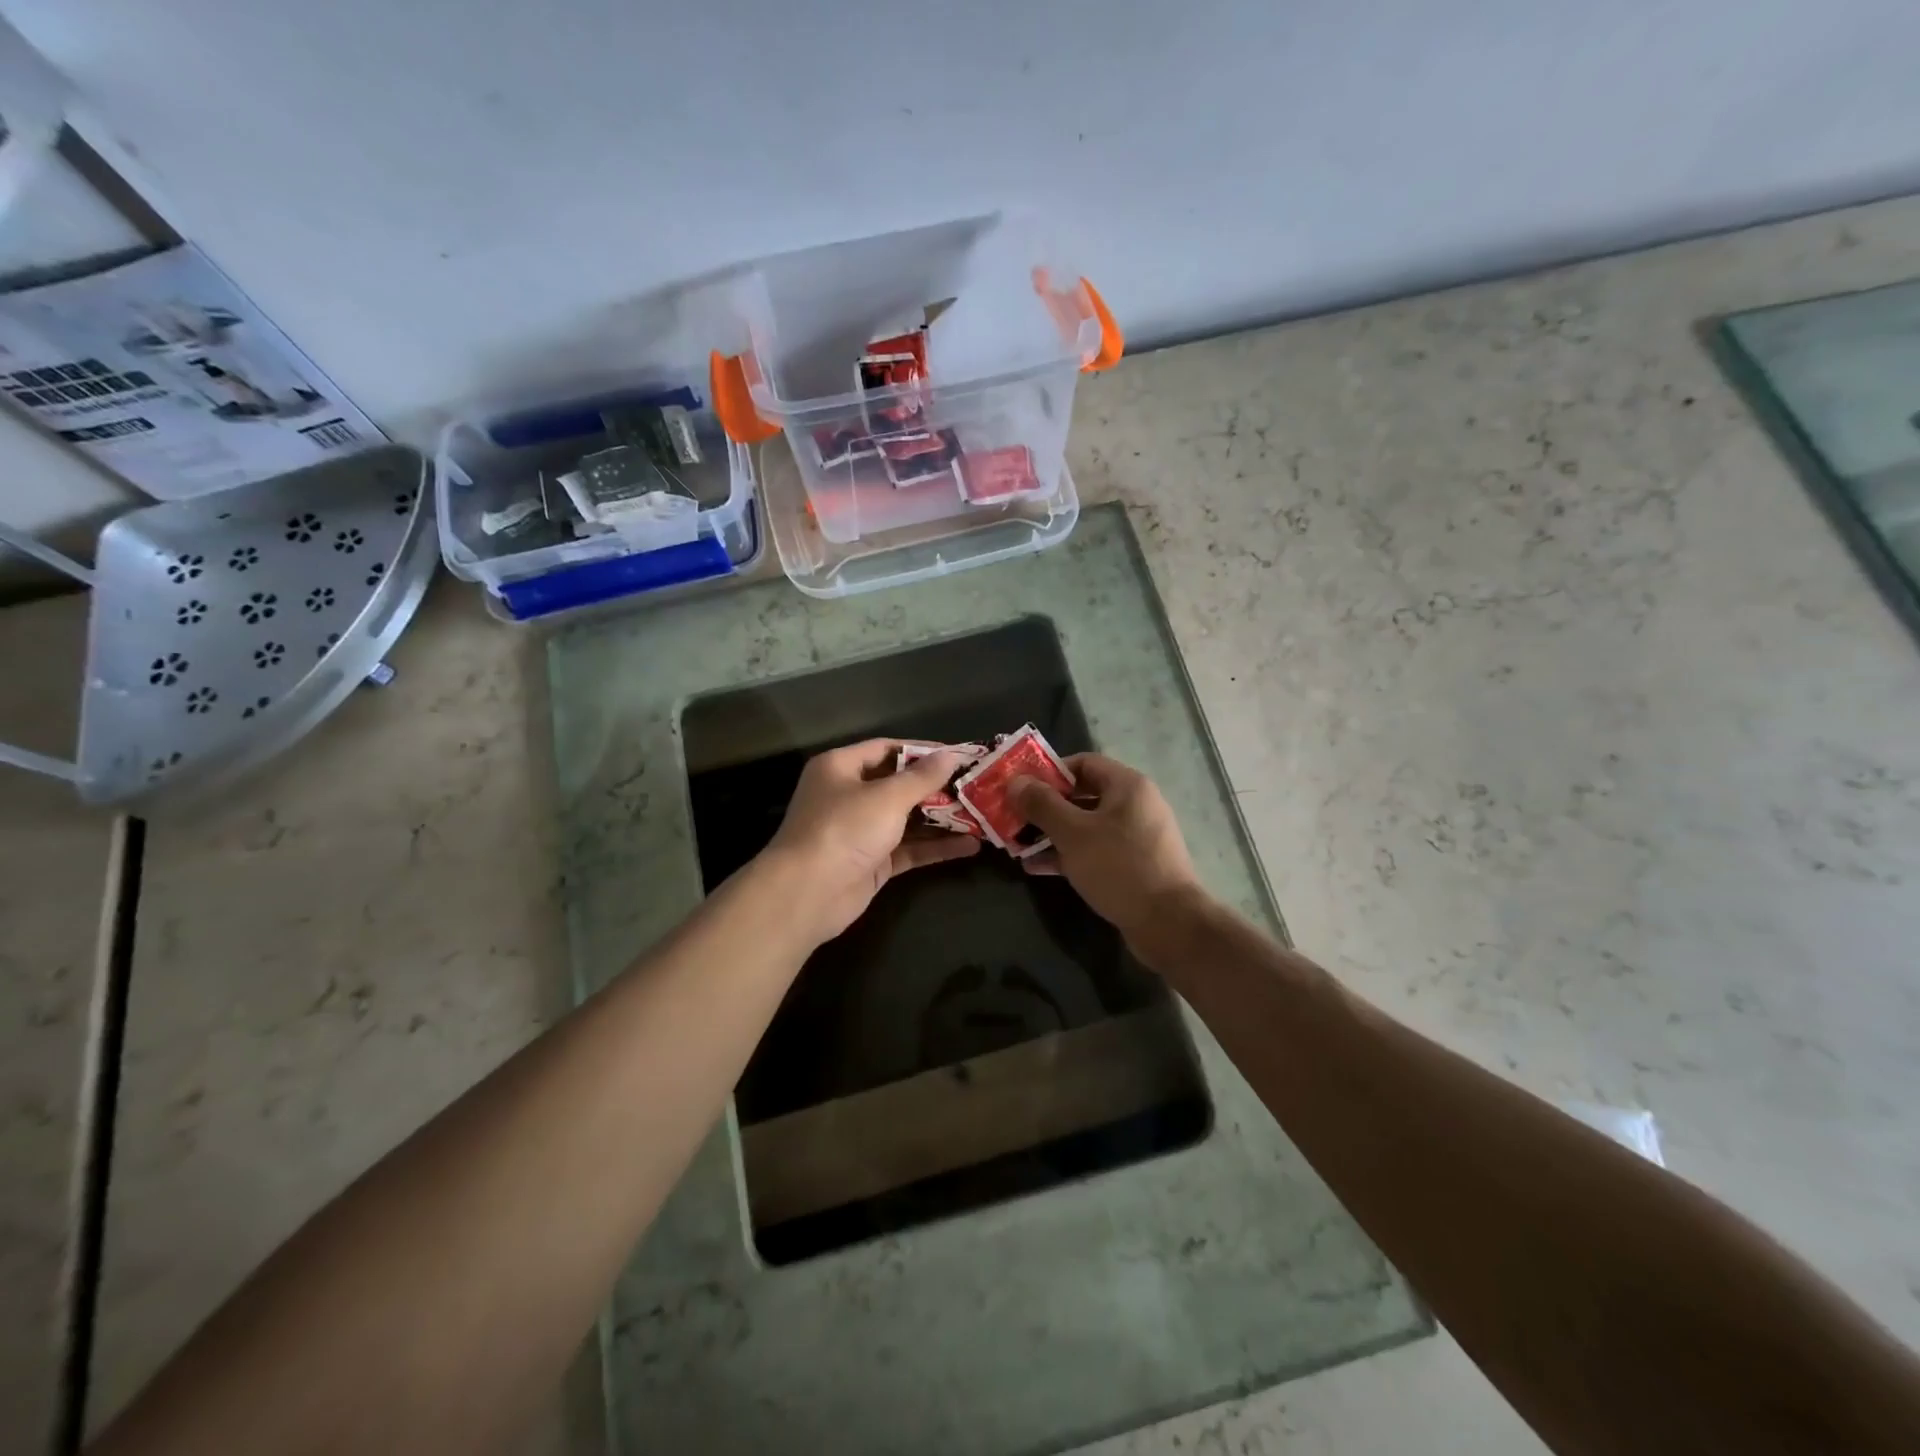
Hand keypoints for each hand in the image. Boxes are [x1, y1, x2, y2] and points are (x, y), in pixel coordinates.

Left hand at [761, 739, 981, 944]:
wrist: (808, 894)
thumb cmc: (844, 829)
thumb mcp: (887, 797)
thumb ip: (922, 777)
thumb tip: (952, 755)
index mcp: (841, 768)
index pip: (887, 749)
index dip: (923, 751)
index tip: (959, 755)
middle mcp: (849, 795)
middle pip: (899, 785)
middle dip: (937, 787)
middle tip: (976, 786)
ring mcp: (860, 831)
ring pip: (907, 819)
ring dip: (941, 818)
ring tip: (980, 815)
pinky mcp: (872, 862)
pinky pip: (909, 849)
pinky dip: (935, 846)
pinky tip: (970, 845)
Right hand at [1011, 753, 1208, 960]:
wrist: (1169, 923)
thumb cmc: (1119, 867)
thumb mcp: (1073, 833)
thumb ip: (1042, 804)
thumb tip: (1016, 782)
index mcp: (1127, 785)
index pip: (1083, 762)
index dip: (1049, 772)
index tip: (1021, 788)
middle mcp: (1135, 805)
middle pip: (1082, 795)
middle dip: (1046, 807)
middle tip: (1015, 817)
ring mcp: (1136, 837)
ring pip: (1086, 826)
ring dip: (1052, 834)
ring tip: (1019, 845)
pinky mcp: (1133, 865)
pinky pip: (1095, 850)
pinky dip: (1068, 855)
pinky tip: (1038, 868)